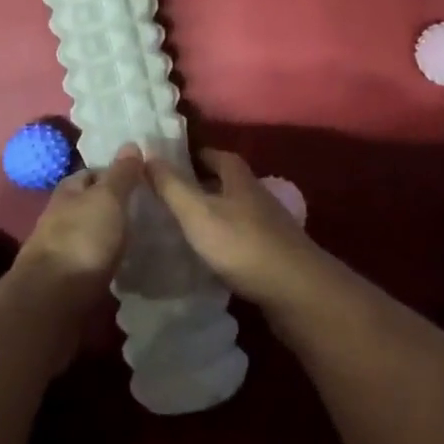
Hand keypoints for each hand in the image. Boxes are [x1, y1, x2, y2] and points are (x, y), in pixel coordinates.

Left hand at [14, 146, 143, 310]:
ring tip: (144, 239)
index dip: (114, 173)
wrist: (52, 301)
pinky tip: (127, 268)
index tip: (141, 179)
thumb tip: (131, 143)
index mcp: (67, 192)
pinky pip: (92, 264)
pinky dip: (107, 262)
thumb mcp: (107, 199)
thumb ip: (121, 175)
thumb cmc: (81, 240)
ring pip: (91, 235)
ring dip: (111, 236)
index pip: (91, 173)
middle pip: (90, 205)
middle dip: (114, 207)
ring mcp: (61, 251)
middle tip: (148, 210)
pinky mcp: (66, 282)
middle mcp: (60, 218)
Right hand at [147, 149, 326, 311]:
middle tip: (167, 196)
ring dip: (211, 214)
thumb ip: (172, 186)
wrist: (295, 290)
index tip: (166, 163)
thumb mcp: (198, 212)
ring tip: (181, 227)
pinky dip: (223, 240)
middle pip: (225, 182)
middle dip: (199, 185)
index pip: (214, 155)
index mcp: (239, 177)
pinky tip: (208, 256)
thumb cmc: (241, 243)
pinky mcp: (273, 252)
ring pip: (233, 211)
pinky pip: (241, 237)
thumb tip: (147, 154)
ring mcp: (268, 224)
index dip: (192, 156)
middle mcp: (256, 194)